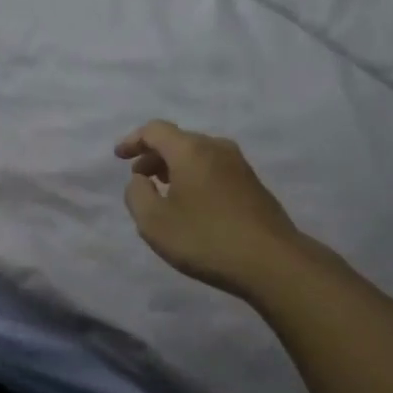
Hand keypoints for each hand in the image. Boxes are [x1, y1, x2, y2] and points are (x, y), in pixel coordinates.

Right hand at [116, 121, 305, 297]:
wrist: (273, 262)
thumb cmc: (206, 239)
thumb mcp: (155, 223)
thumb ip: (137, 195)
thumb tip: (140, 179)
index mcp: (191, 150)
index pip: (155, 130)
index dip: (133, 140)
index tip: (119, 157)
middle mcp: (216, 148)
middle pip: (178, 140)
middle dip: (154, 156)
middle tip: (139, 178)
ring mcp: (239, 165)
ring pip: (198, 155)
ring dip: (176, 167)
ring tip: (163, 192)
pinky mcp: (253, 184)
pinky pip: (214, 169)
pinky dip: (195, 177)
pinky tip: (193, 204)